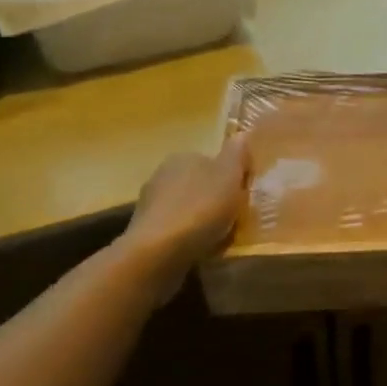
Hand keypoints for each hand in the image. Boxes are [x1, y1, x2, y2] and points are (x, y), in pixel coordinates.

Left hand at [123, 135, 248, 269]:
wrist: (159, 252)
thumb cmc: (201, 208)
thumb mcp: (229, 175)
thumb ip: (237, 153)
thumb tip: (242, 133)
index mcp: (183, 157)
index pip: (211, 161)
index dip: (229, 178)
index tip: (242, 196)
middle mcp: (162, 174)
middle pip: (197, 184)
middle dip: (213, 199)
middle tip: (233, 219)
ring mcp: (149, 204)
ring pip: (185, 208)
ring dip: (199, 220)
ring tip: (218, 238)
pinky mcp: (144, 231)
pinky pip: (174, 230)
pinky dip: (186, 237)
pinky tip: (198, 250)